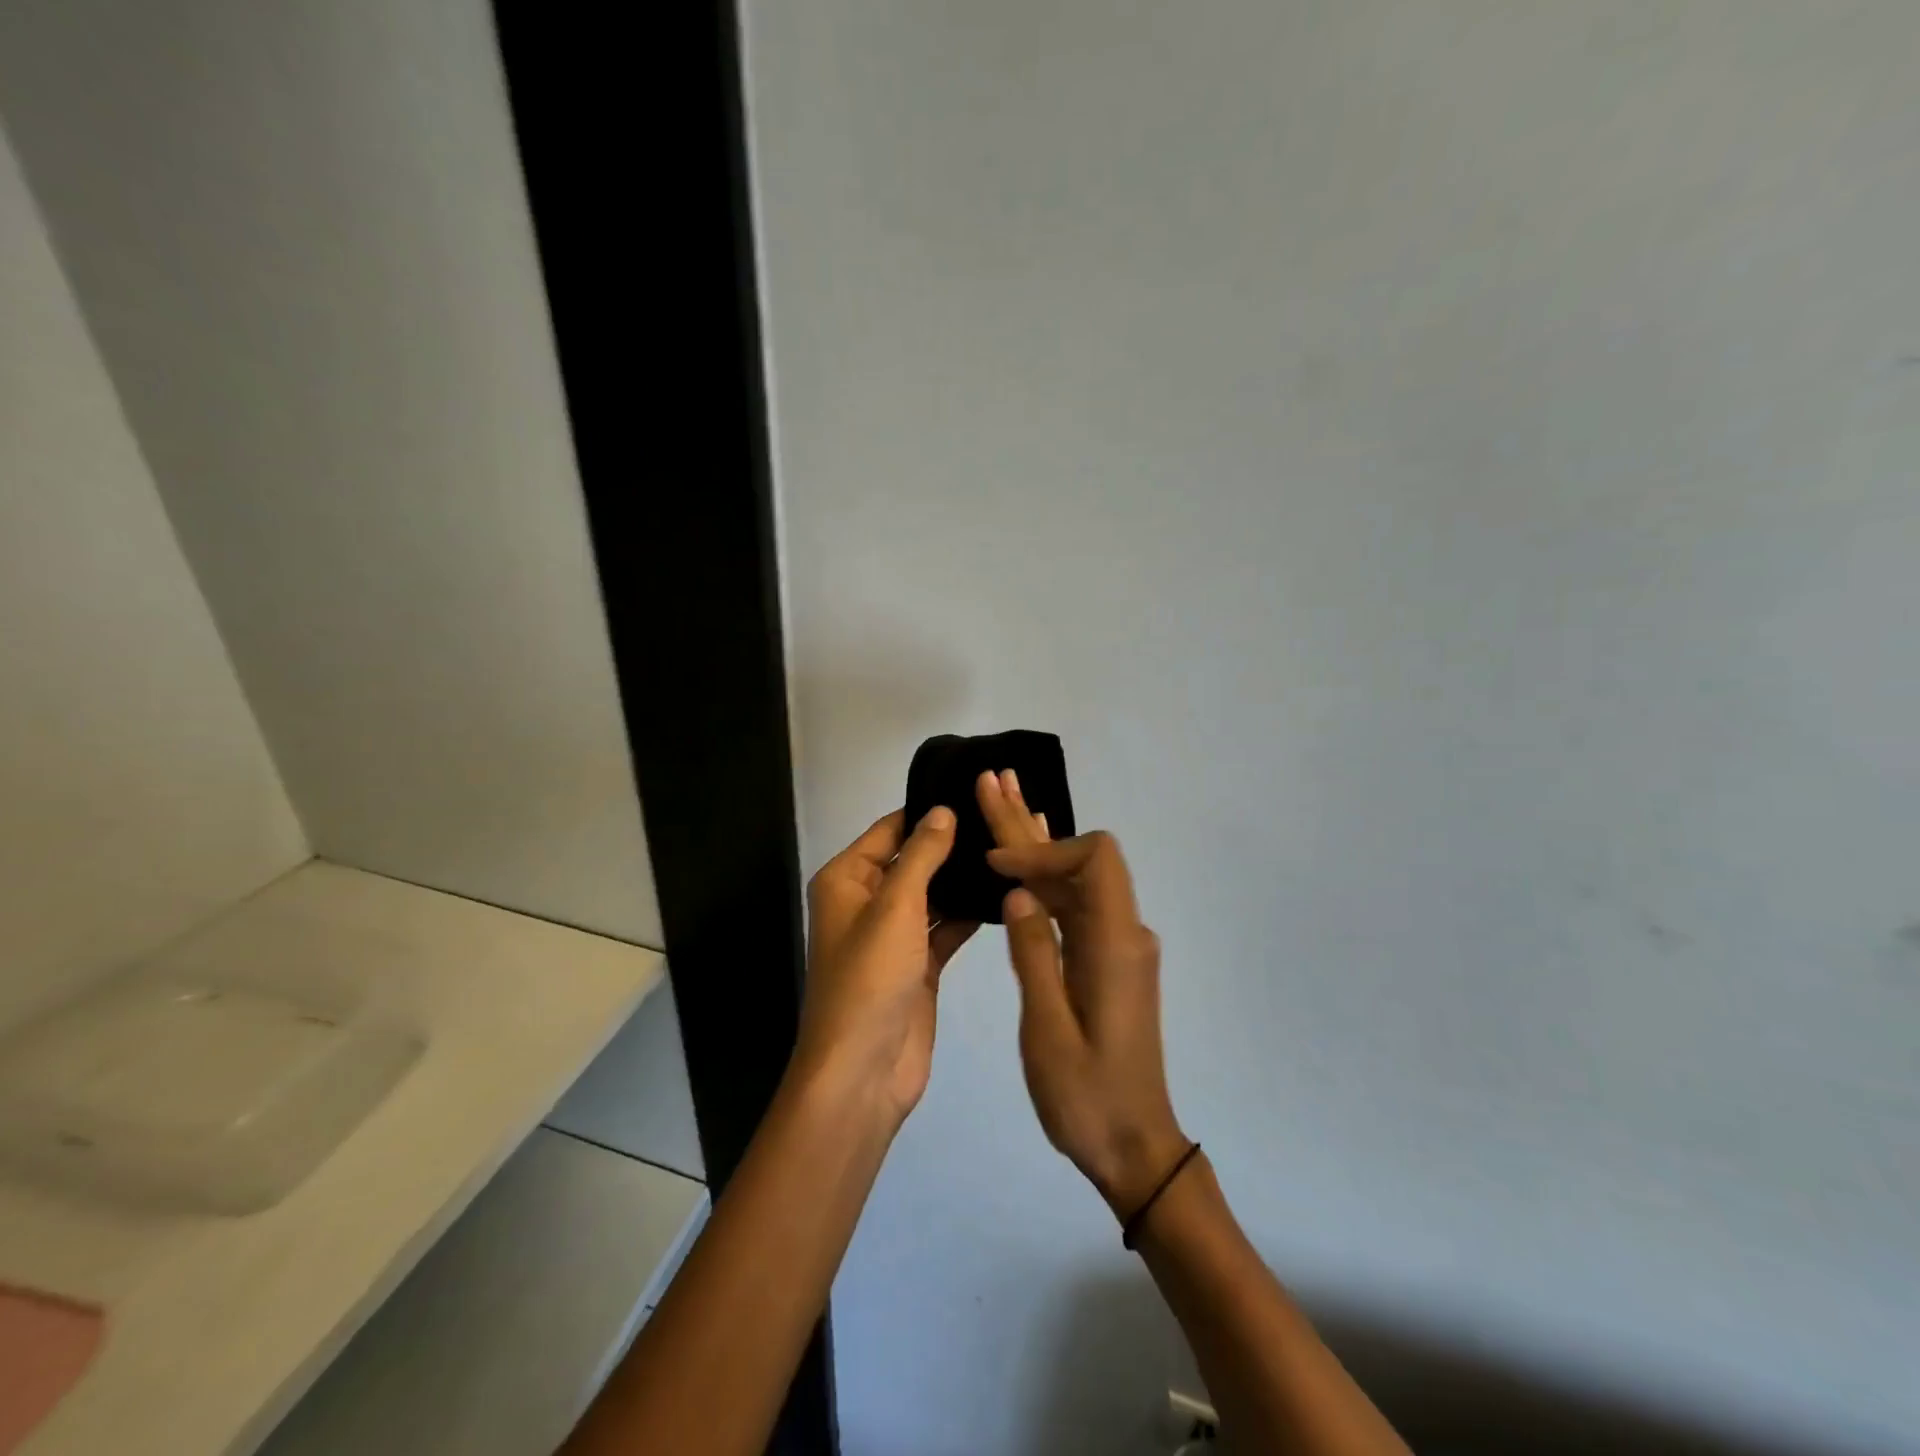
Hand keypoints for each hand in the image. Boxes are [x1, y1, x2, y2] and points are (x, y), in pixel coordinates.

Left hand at [797, 808, 977, 1125]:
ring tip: (1013, 851)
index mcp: (847, 880)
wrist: (862, 1072)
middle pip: (913, 860)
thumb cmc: (869, 978)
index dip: (928, 812)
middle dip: (952, 845)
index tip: (975, 792)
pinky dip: (968, 915)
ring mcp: (895, 935)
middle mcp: (868, 902)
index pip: (891, 829)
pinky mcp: (918, 965)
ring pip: (933, 894)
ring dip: (963, 880)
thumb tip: (943, 810)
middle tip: (1004, 821)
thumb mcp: (895, 906)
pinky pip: (945, 928)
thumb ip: (922, 855)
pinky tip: (1006, 896)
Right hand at [977, 771, 1187, 1217]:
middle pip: (1079, 860)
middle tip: (991, 781)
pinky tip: (1027, 855)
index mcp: (1115, 945)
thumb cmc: (1087, 1097)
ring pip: (1074, 879)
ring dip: (1036, 844)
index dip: (1045, 850)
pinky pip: (1075, 905)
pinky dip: (1047, 877)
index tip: (996, 867)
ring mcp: (1117, 946)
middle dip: (1030, 826)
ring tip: (999, 799)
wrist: (1133, 1146)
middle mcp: (1123, 934)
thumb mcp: (1048, 1029)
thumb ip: (1035, 954)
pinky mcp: (1106, 961)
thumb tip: (1018, 892)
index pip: (1094, 860)